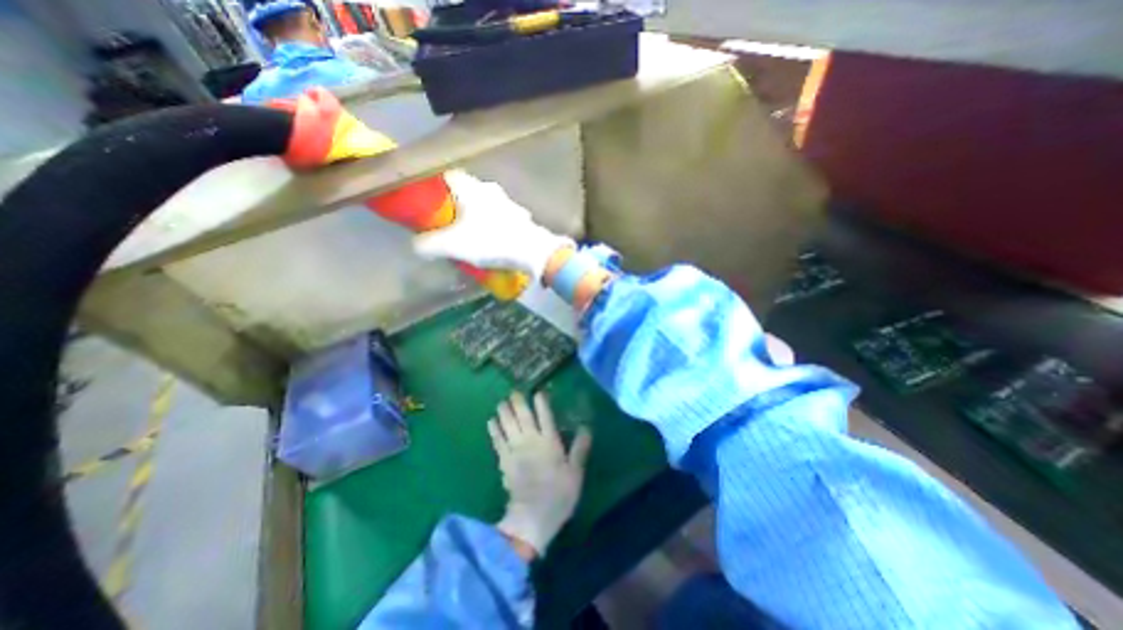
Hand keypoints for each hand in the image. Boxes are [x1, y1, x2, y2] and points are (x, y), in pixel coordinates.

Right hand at [411, 170, 569, 279]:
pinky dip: (490, 226)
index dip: (433, 187)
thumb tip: (416, 245)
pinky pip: (498, 218)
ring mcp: (507, 202)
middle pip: (464, 192)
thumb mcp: (453, 245)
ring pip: (483, 205)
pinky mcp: (519, 217)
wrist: (533, 252)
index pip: (445, 176)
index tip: (426, 203)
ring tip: (467, 237)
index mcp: (471, 188)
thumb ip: (428, 244)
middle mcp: (489, 189)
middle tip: (445, 224)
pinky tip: (489, 242)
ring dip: (474, 218)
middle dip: (453, 206)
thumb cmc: (491, 242)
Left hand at [492, 392, 596, 557]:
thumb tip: (586, 427)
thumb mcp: (576, 472)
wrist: (532, 517)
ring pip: (508, 425)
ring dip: (504, 412)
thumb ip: (580, 449)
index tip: (538, 391)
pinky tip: (491, 421)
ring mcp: (515, 450)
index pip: (546, 416)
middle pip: (523, 416)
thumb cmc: (558, 494)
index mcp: (550, 442)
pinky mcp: (504, 460)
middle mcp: (531, 441)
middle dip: (518, 402)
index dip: (541, 402)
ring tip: (502, 402)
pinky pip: (497, 440)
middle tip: (514, 392)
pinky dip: (494, 429)